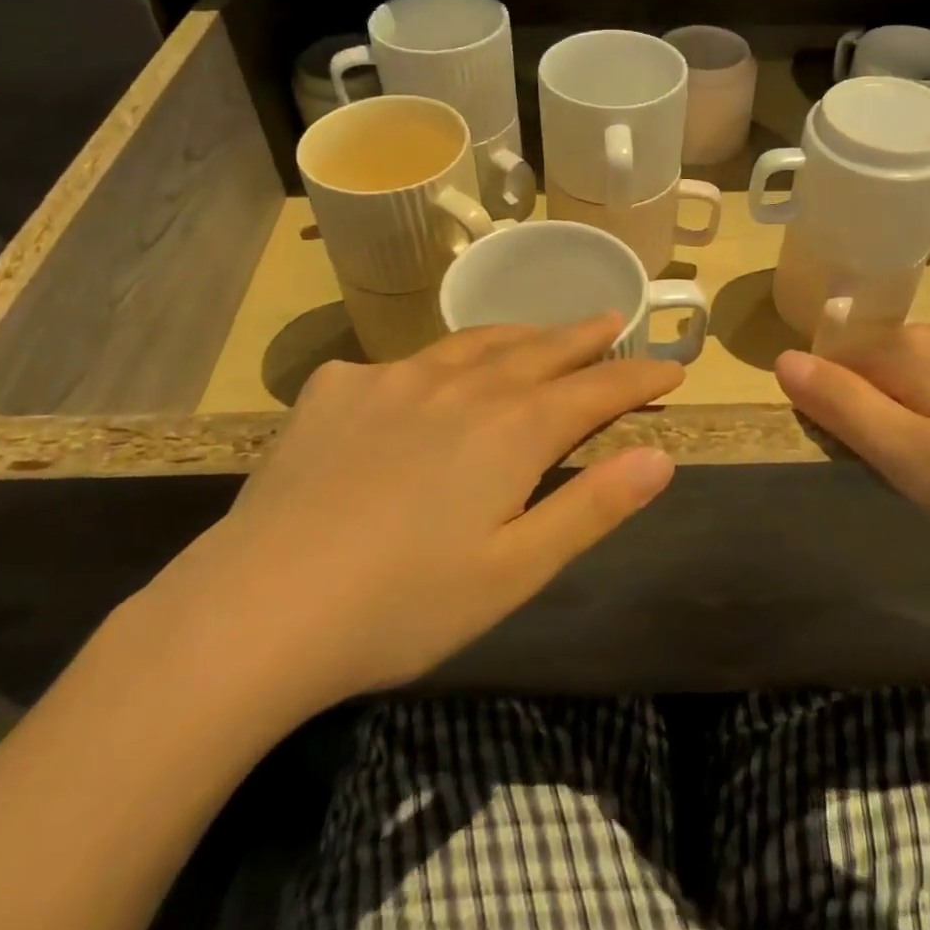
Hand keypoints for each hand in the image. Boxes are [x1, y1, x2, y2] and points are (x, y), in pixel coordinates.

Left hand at [144, 318, 679, 727]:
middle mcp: (460, 386)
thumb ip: (592, 507)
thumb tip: (661, 457)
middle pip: (539, 350)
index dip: (639, 377)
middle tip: (613, 320)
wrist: (257, 608)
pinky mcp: (337, 388)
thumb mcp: (515, 571)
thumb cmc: (402, 605)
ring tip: (539, 332)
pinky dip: (437, 363)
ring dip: (518, 335)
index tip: (672, 366)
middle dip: (584, 337)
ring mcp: (393, 379)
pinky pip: (403, 364)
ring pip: (473, 343)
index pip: (596, 389)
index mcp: (511, 430)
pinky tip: (428, 380)